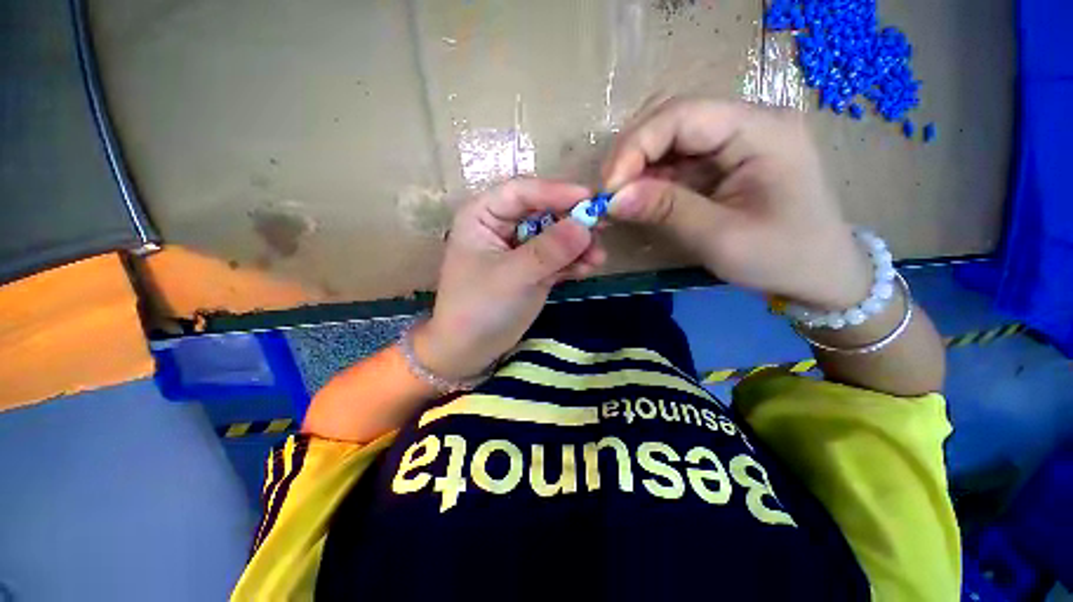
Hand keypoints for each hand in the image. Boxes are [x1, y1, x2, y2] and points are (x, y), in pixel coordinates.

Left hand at [413, 178, 606, 379]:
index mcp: (483, 216)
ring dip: (577, 245)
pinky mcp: (533, 269)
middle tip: (603, 228)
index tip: (589, 198)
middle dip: (572, 222)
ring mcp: (521, 250)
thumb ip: (548, 251)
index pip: (522, 192)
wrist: (470, 350)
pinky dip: (573, 262)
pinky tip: (587, 270)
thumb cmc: (479, 308)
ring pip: (555, 236)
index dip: (555, 192)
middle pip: (544, 212)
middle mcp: (503, 227)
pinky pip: (558, 258)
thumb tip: (584, 225)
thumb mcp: (512, 276)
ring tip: (597, 258)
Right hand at [602, 98, 870, 309]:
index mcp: (761, 129)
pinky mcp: (722, 160)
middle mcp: (747, 121)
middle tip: (609, 192)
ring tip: (618, 199)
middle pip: (671, 116)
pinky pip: (674, 158)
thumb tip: (613, 200)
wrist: (818, 273)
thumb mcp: (721, 238)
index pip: (682, 114)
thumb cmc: (781, 257)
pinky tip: (637, 198)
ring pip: (667, 135)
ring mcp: (733, 139)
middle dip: (631, 152)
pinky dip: (648, 177)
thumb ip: (667, 211)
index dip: (636, 146)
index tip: (609, 188)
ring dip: (636, 165)